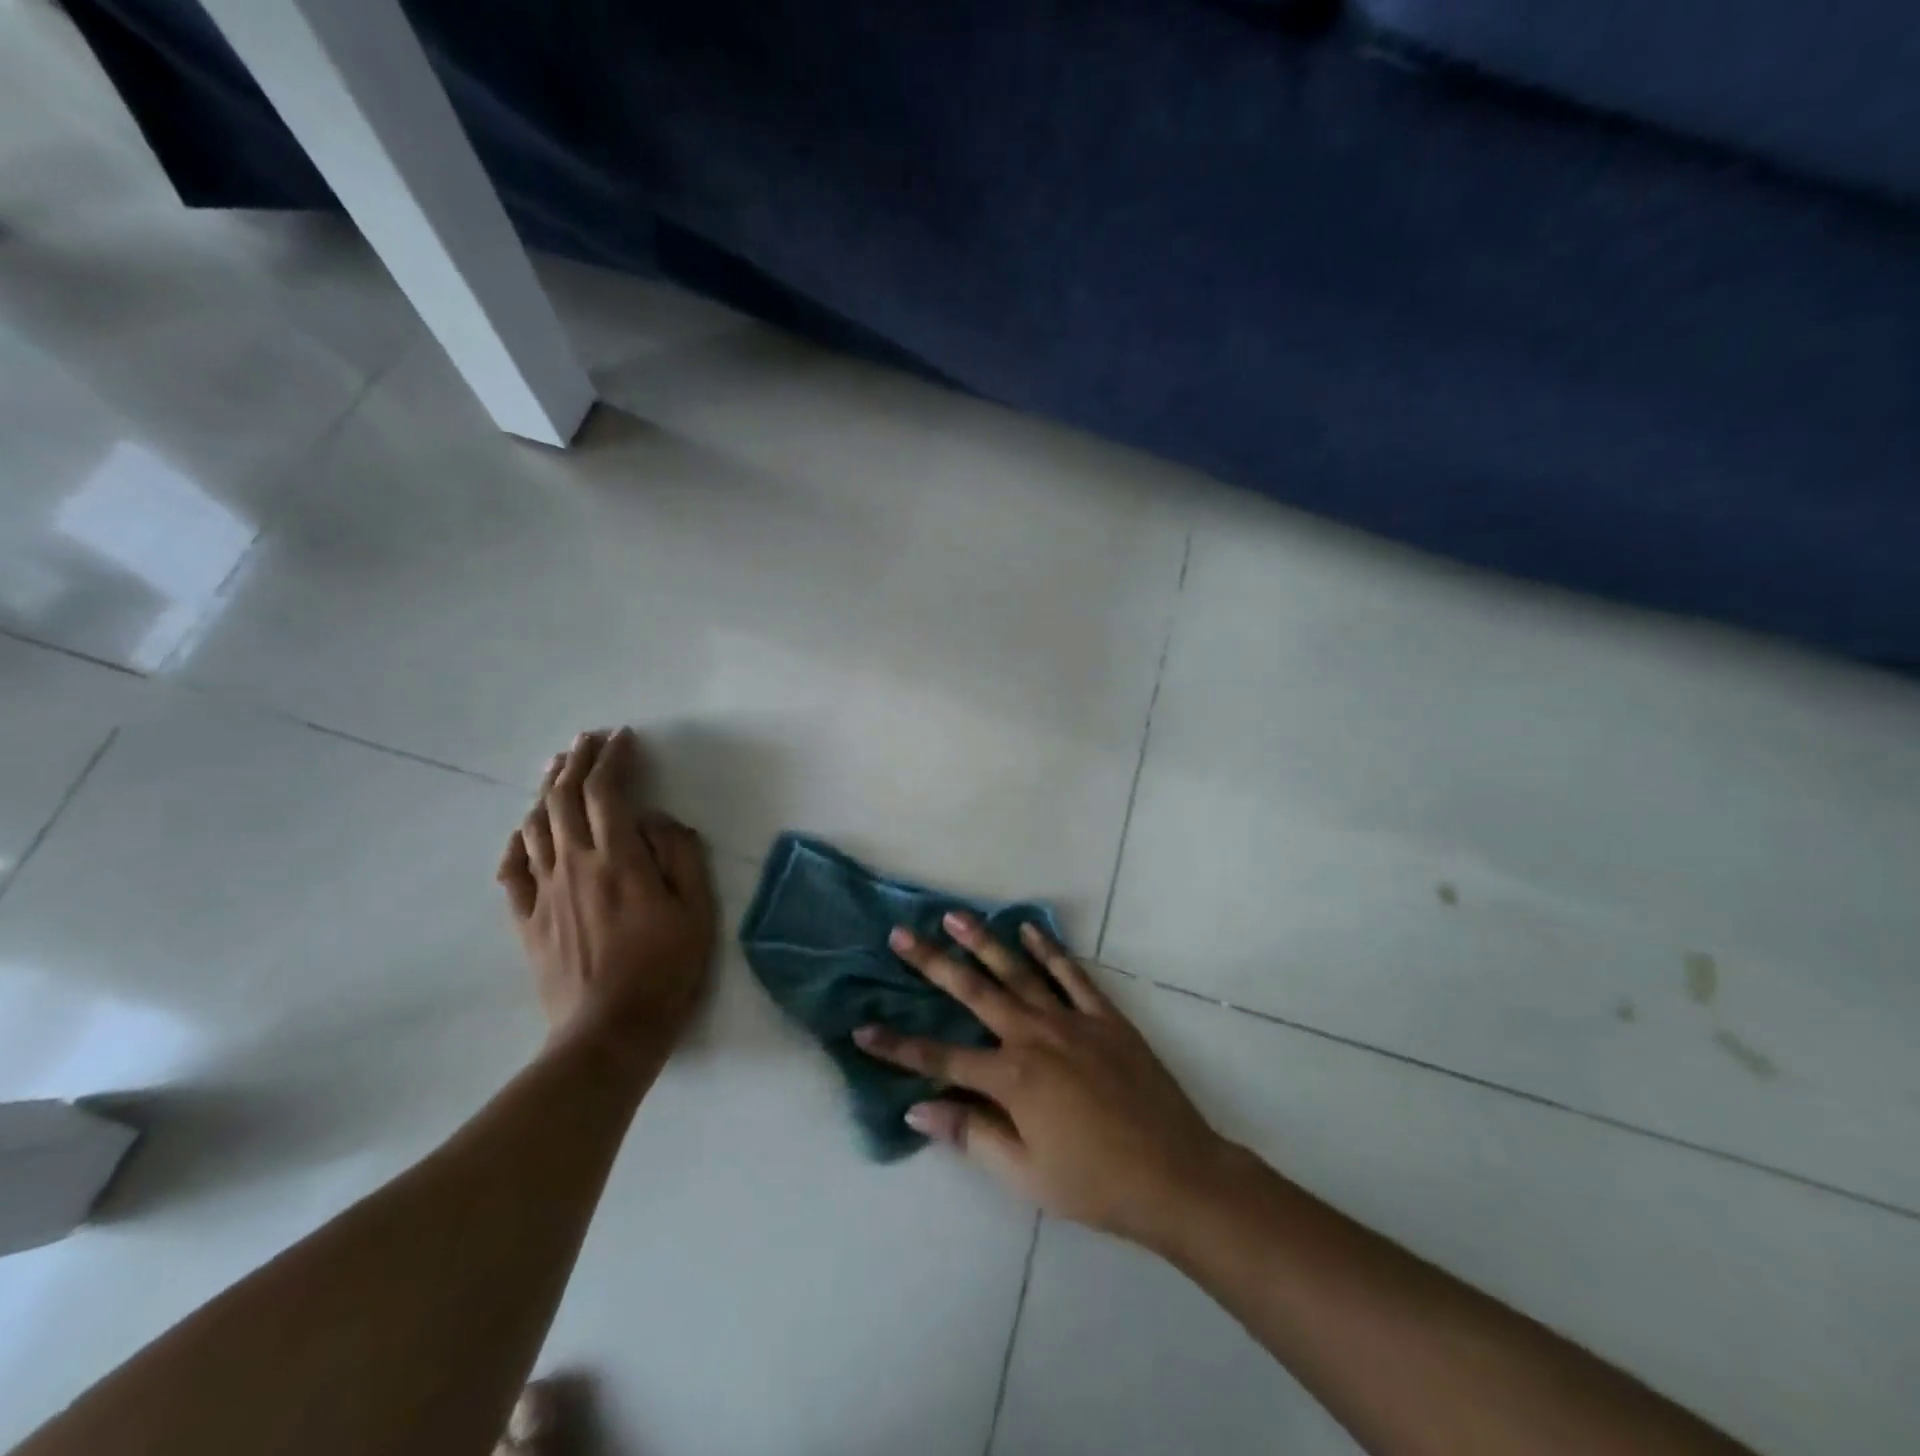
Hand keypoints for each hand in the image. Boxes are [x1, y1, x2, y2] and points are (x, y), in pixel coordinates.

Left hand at [497, 728, 716, 1062]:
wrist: (609, 1033)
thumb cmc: (666, 970)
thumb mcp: (697, 911)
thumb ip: (680, 856)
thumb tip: (657, 821)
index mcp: (618, 859)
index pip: (606, 792)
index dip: (614, 758)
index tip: (624, 738)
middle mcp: (574, 865)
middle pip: (563, 798)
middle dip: (576, 761)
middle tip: (588, 740)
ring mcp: (544, 893)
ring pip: (535, 826)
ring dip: (546, 790)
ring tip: (558, 769)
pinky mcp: (528, 921)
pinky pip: (512, 870)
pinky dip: (517, 840)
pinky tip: (524, 830)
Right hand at [854, 914, 1230, 1246]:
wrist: (1176, 1173)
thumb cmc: (1094, 1182)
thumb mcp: (1025, 1174)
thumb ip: (971, 1135)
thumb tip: (917, 1109)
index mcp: (1012, 1078)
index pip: (940, 1059)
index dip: (897, 1047)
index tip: (862, 1028)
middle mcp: (1034, 1036)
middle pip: (973, 993)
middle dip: (932, 964)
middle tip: (901, 934)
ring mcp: (1071, 1020)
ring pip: (1018, 972)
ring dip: (983, 942)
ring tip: (954, 915)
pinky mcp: (1104, 1016)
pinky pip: (1071, 974)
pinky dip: (1048, 949)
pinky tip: (1028, 929)